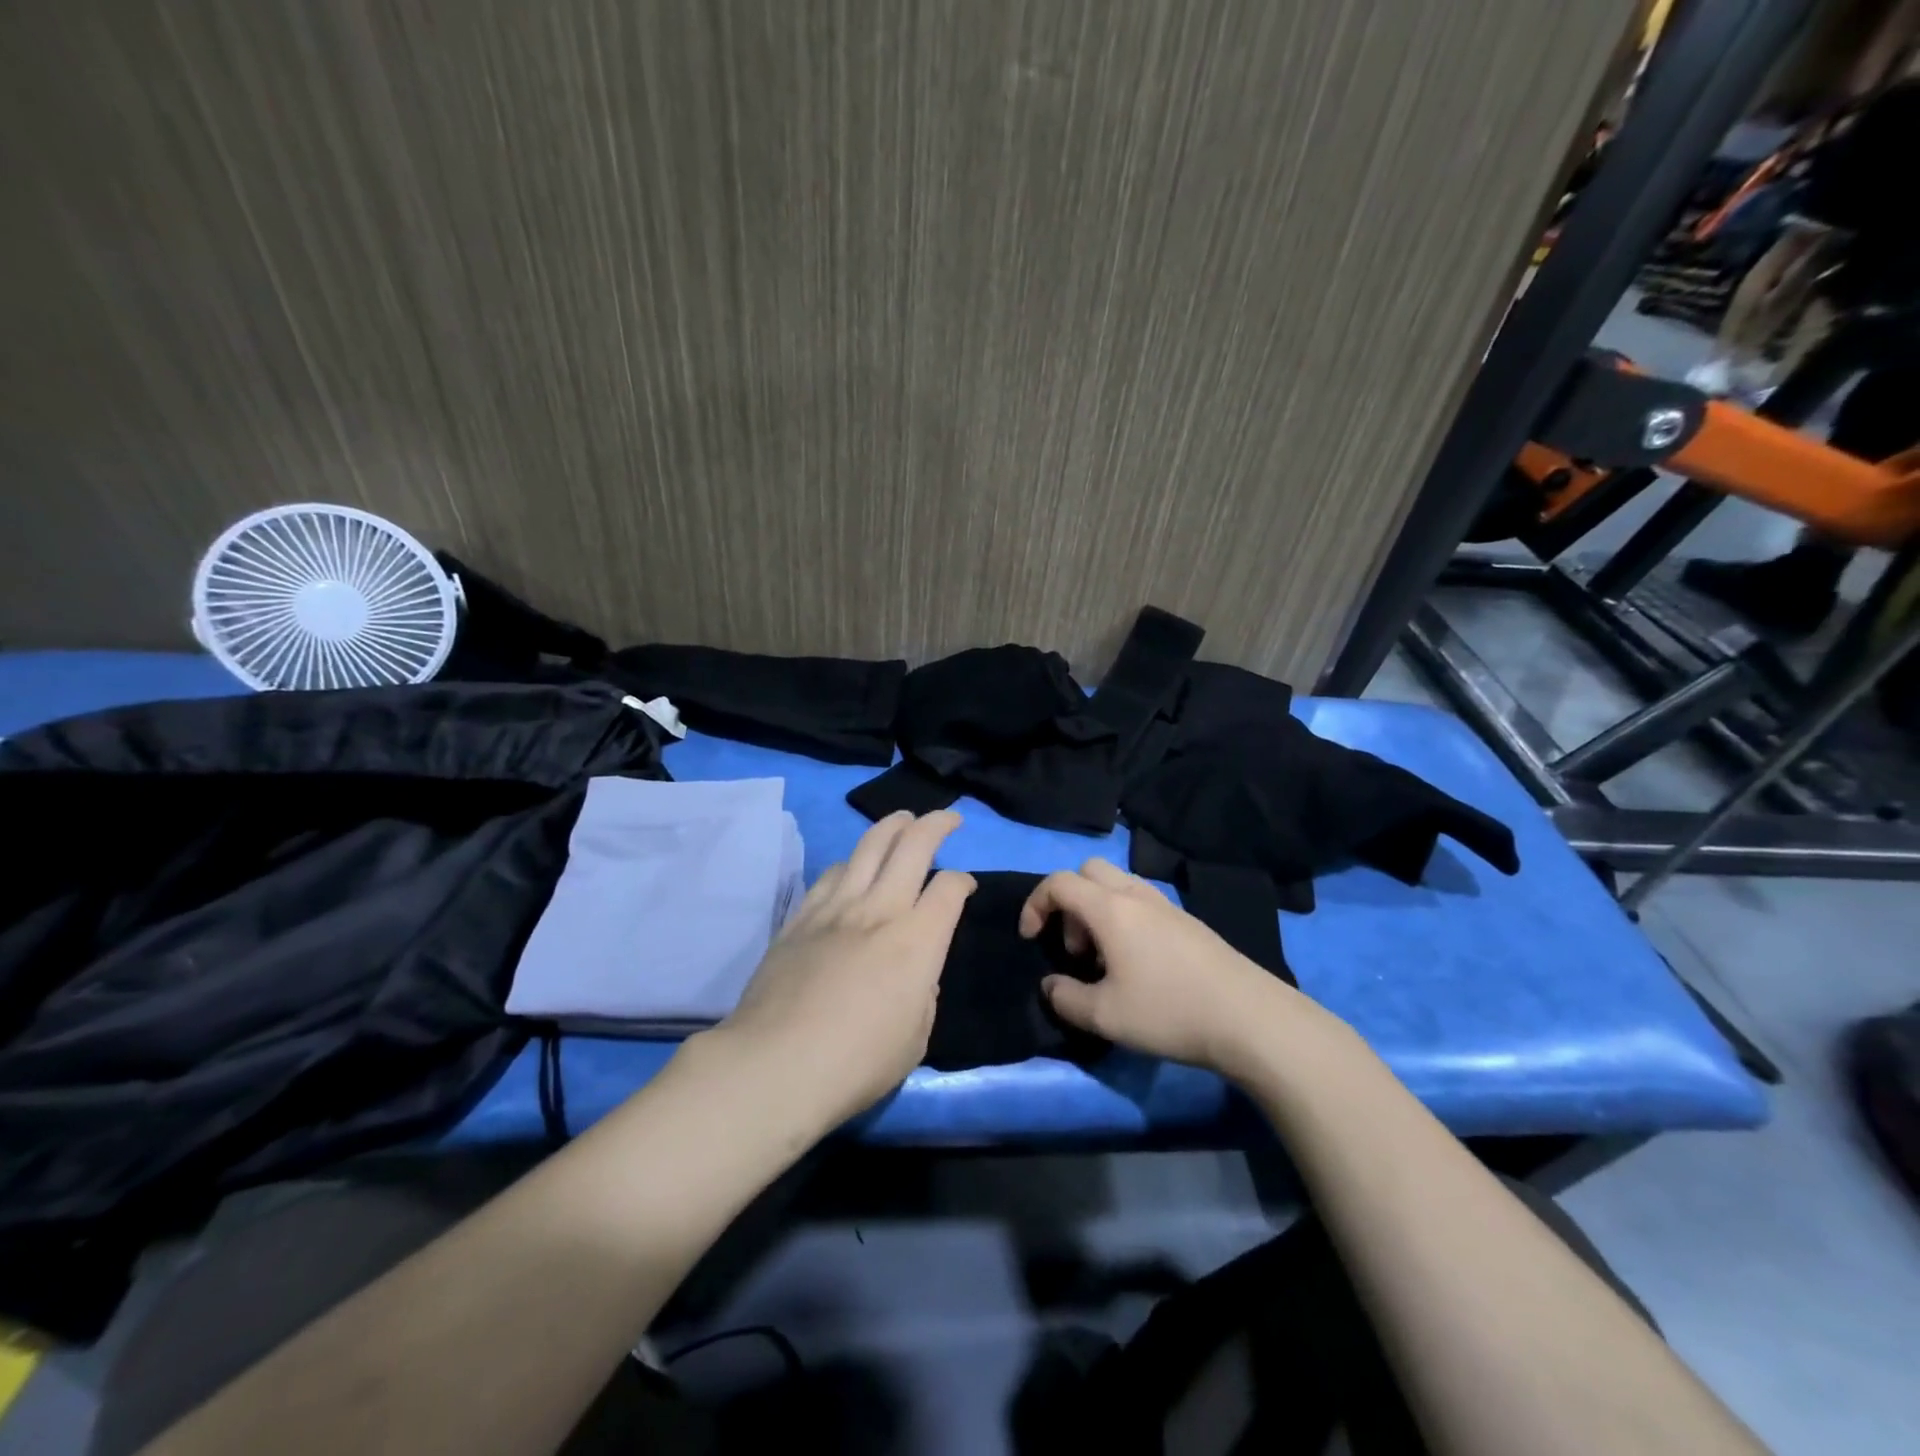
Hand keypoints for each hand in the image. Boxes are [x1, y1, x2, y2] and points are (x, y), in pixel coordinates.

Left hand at [714, 811, 974, 1129]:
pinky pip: (830, 873)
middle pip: (912, 845)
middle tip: (948, 818)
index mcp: (917, 940)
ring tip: (902, 820)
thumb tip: (917, 973)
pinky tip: (851, 865)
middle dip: (936, 824)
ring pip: (868, 846)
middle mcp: (880, 910)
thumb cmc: (857, 1063)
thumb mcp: (915, 1038)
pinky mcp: (800, 917)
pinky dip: (849, 861)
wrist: (777, 1065)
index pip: (949, 888)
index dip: (963, 881)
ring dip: (891, 826)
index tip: (965, 887)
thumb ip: (924, 995)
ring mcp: (836, 908)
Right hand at [1020, 858, 1314, 1080]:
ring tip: (1106, 961)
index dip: (1035, 904)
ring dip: (1098, 912)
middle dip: (1069, 902)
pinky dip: (1125, 920)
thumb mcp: (1104, 1016)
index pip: (1059, 882)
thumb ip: (1065, 998)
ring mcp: (1167, 905)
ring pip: (1117, 885)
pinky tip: (1139, 966)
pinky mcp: (1189, 922)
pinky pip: (1142, 903)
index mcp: (1110, 908)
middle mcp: (1136, 895)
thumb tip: (1051, 985)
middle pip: (1088, 871)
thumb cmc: (1168, 1011)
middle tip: (1075, 948)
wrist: (1250, 1018)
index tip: (1031, 938)